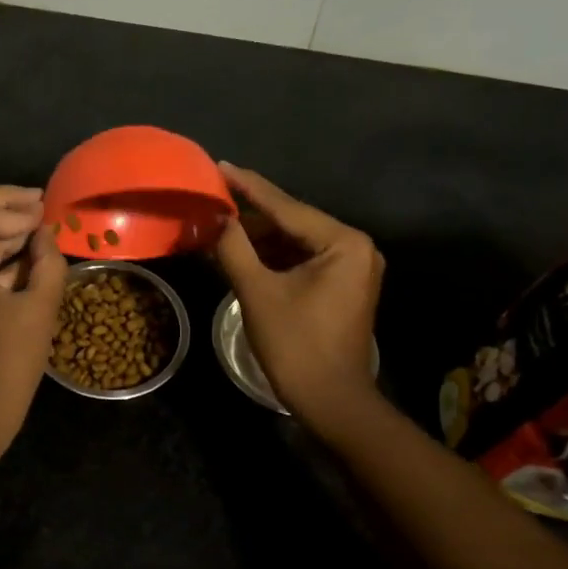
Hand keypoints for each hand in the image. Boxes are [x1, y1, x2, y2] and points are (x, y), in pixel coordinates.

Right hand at [214, 163, 384, 427]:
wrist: (331, 402)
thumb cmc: (296, 346)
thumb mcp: (258, 292)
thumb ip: (234, 247)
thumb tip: (215, 216)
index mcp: (343, 242)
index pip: (286, 206)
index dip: (248, 187)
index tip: (219, 166)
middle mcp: (355, 247)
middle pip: (292, 221)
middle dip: (251, 215)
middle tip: (212, 199)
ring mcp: (352, 267)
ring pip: (295, 241)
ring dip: (258, 237)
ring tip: (218, 224)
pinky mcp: (342, 285)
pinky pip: (302, 259)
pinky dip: (272, 257)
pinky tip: (240, 251)